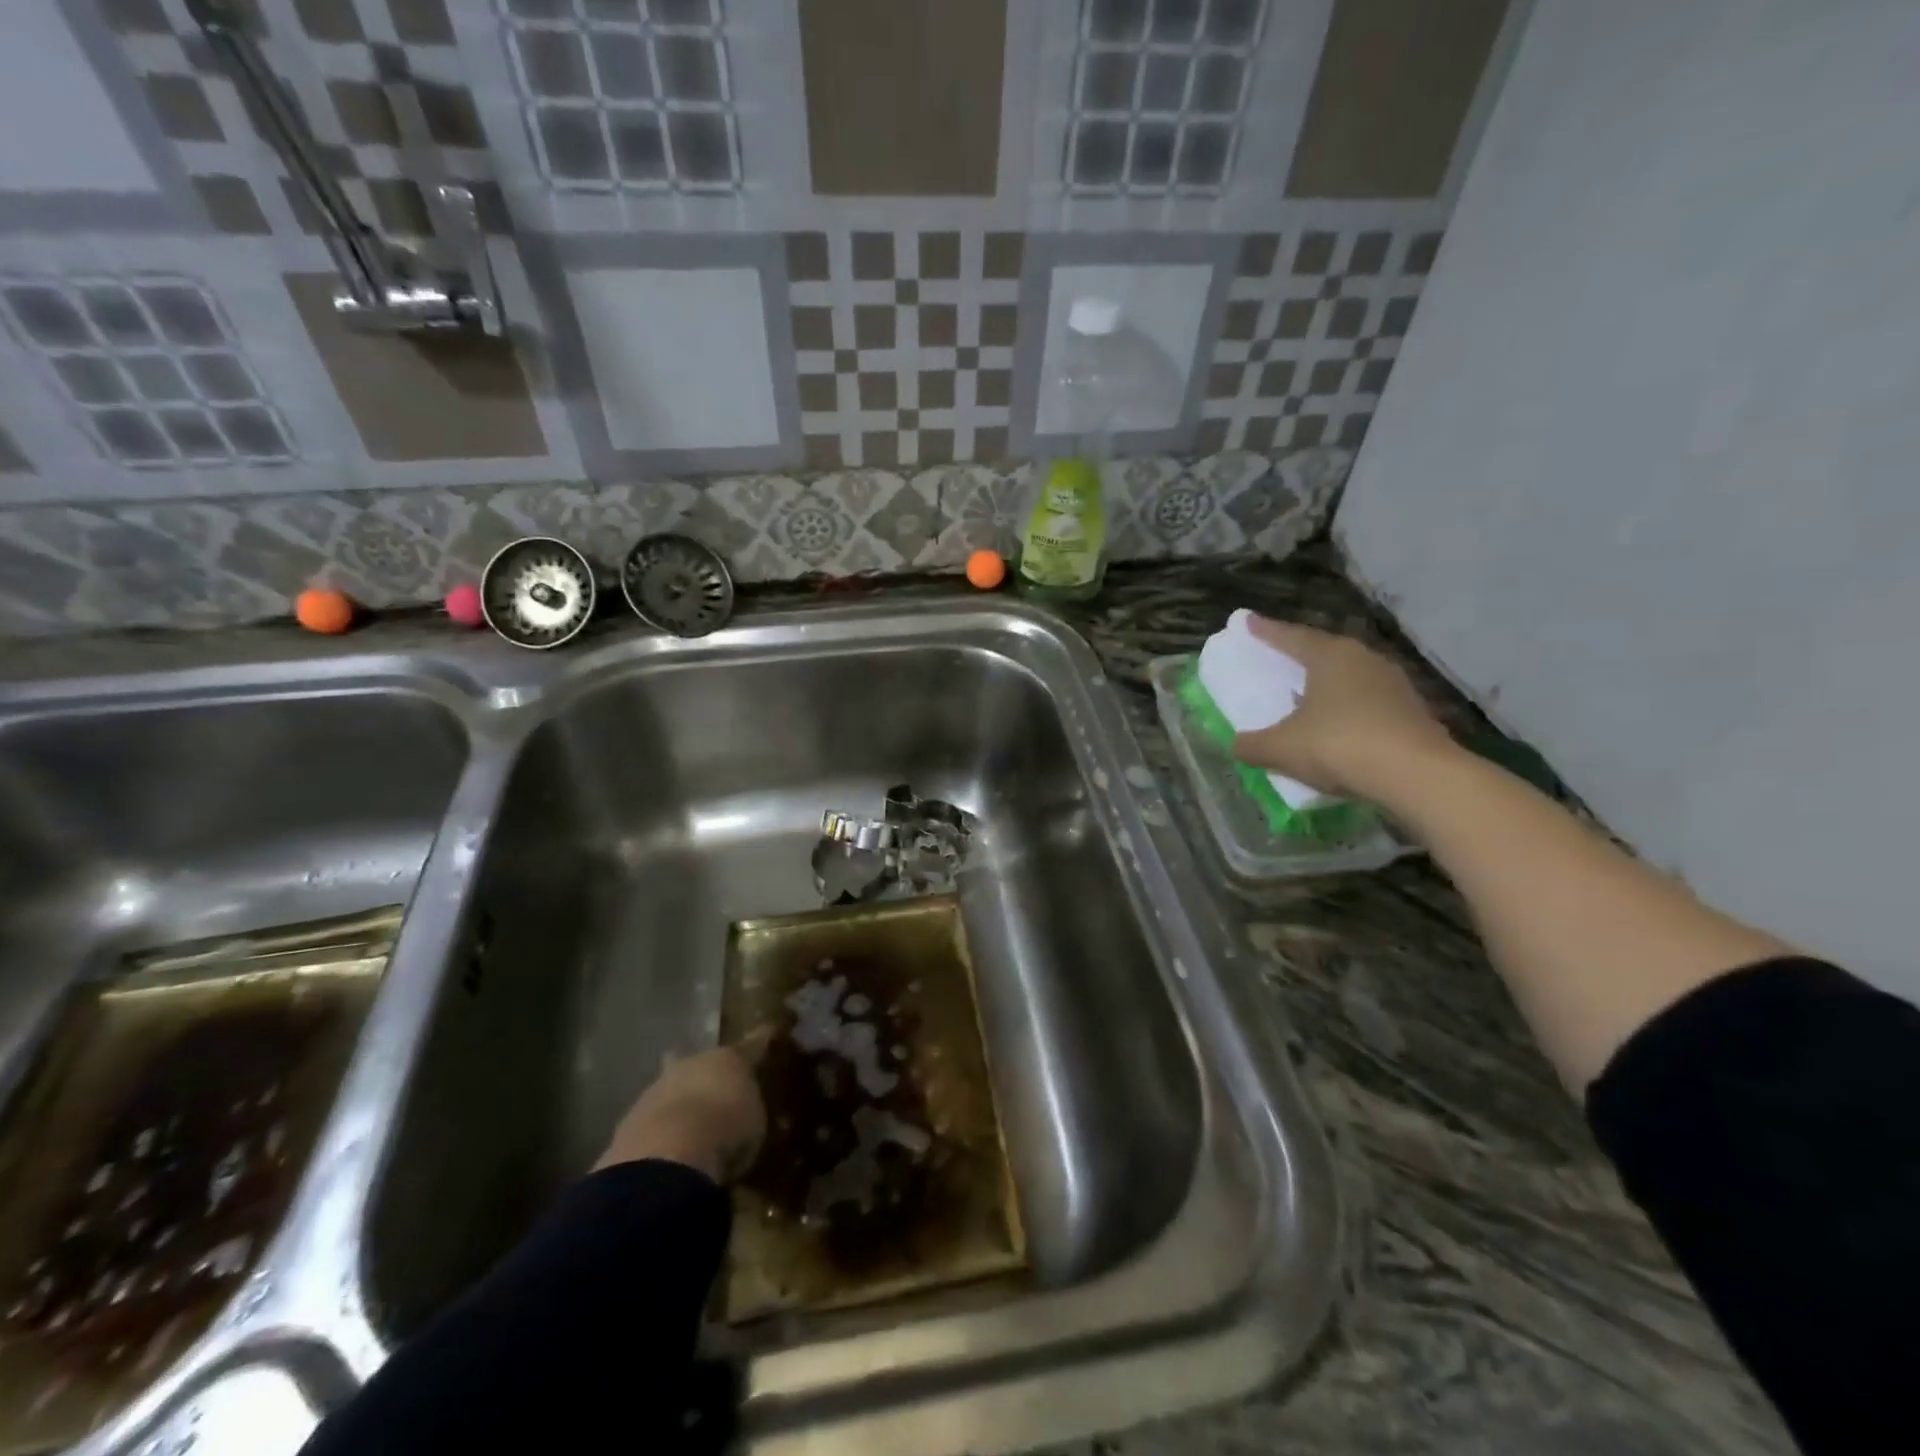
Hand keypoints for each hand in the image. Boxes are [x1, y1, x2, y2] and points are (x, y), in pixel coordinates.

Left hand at [595, 1043, 766, 1183]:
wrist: (671, 1152)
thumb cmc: (727, 1128)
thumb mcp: (754, 1120)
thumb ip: (748, 1109)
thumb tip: (746, 1110)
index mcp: (728, 1058)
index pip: (750, 1046)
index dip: (760, 1042)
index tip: (768, 1031)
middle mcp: (691, 1064)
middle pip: (697, 1062)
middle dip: (700, 1072)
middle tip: (708, 1086)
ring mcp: (657, 1089)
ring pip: (669, 1089)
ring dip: (676, 1103)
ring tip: (686, 1127)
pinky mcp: (630, 1119)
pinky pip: (650, 1121)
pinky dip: (658, 1131)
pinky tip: (664, 1148)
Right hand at [1229, 616, 1453, 799]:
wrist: (1416, 775)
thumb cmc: (1339, 745)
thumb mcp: (1281, 749)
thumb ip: (1253, 745)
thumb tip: (1236, 744)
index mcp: (1330, 656)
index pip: (1291, 637)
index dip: (1266, 631)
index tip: (1248, 621)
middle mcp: (1364, 659)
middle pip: (1325, 651)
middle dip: (1301, 654)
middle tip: (1280, 657)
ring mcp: (1394, 684)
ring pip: (1351, 676)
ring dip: (1328, 683)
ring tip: (1309, 694)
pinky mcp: (1413, 711)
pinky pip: (1369, 701)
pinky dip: (1349, 708)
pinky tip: (1340, 725)